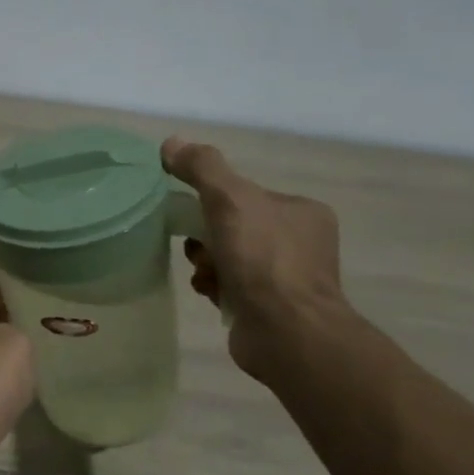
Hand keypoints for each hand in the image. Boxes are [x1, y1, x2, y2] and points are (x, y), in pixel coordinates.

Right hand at [161, 137, 350, 384]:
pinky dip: (214, 286)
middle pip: (233, 227)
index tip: (193, 214)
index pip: (246, 196)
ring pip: (228, 257)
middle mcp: (301, 243)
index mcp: (301, 211)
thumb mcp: (229, 199)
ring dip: (206, 262)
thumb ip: (202, 168)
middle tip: (197, 248)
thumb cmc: (263, 259)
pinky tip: (208, 293)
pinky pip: (231, 286)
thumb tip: (171, 142)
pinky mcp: (271, 309)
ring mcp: (288, 279)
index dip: (213, 202)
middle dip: (206, 237)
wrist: (285, 332)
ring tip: (204, 274)